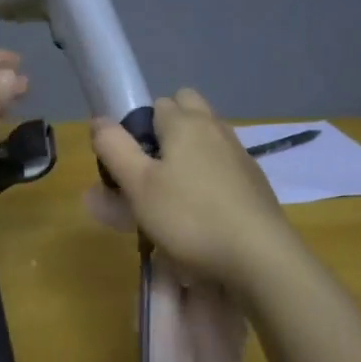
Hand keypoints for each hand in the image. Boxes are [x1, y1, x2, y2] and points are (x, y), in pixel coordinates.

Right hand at [92, 88, 298, 287]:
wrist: (260, 258)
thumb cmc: (189, 218)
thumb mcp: (138, 185)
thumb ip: (114, 148)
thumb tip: (100, 120)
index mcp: (186, 123)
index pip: (157, 103)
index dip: (138, 127)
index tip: (128, 163)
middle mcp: (216, 129)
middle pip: (187, 110)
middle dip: (166, 130)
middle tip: (151, 170)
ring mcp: (240, 156)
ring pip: (206, 139)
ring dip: (187, 155)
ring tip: (171, 196)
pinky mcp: (254, 183)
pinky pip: (223, 166)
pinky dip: (208, 178)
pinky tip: (201, 212)